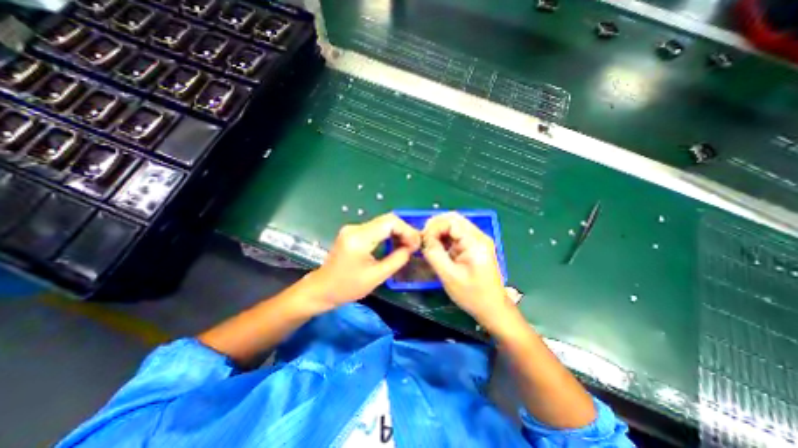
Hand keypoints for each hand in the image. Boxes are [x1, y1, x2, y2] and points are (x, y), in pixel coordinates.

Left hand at [310, 213, 423, 307]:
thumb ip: (397, 259)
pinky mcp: (353, 232)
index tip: (416, 244)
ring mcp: (353, 228)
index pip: (390, 222)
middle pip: (387, 220)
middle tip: (414, 245)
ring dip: (397, 232)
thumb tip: (411, 247)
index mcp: (359, 239)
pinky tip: (394, 244)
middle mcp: (355, 228)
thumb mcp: (377, 277)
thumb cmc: (347, 287)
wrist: (322, 288)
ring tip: (407, 246)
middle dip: (404, 230)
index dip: (407, 230)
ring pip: (383, 223)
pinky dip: (388, 234)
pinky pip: (376, 228)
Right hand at [420, 211, 514, 330]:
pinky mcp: (473, 246)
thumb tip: (424, 239)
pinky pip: (456, 235)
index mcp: (475, 242)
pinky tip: (437, 247)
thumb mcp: (449, 276)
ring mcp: (477, 240)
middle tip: (424, 240)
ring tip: (428, 244)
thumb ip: (435, 255)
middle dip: (435, 227)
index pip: (451, 221)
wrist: (492, 308)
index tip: (423, 240)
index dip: (434, 227)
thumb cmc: (472, 294)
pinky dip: (444, 238)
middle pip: (453, 220)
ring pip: (453, 226)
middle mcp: (478, 236)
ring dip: (439, 232)